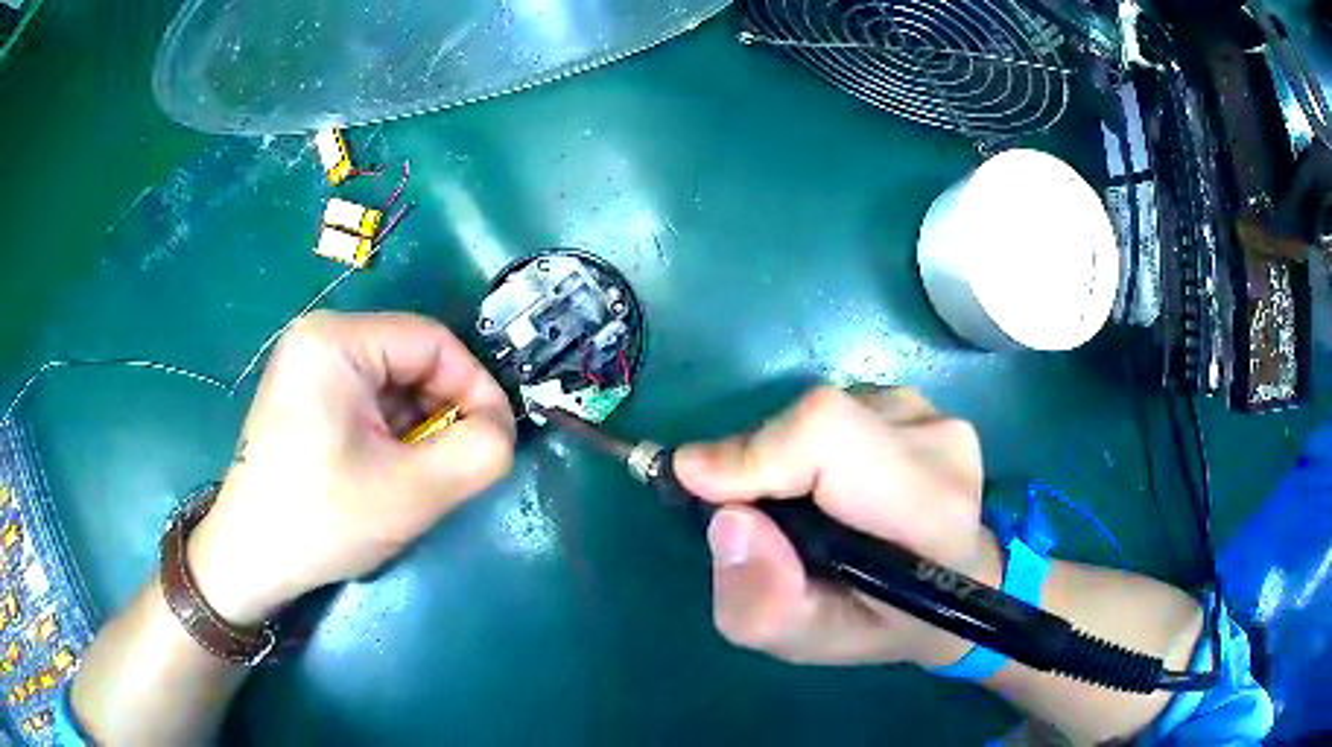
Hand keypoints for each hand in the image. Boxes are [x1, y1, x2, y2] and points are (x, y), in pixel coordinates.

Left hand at [187, 312, 516, 625]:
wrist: (250, 559)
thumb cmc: (322, 519)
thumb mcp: (413, 492)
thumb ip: (480, 452)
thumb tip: (501, 430)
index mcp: (337, 340)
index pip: (434, 343)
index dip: (476, 390)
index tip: (494, 443)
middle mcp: (320, 337)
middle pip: (412, 360)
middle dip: (445, 414)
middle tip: (455, 469)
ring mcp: (307, 365)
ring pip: (393, 383)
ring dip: (420, 428)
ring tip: (419, 477)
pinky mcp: (304, 394)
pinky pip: (368, 400)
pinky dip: (392, 433)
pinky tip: (387, 472)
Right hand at [674, 386, 999, 668]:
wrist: (960, 582)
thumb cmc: (889, 623)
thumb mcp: (813, 642)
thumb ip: (763, 603)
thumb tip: (729, 519)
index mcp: (930, 511)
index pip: (830, 438)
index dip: (756, 452)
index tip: (698, 482)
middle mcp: (940, 445)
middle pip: (818, 420)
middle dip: (758, 461)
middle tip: (747, 515)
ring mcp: (932, 415)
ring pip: (822, 414)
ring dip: (786, 458)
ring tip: (802, 510)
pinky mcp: (918, 402)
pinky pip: (838, 411)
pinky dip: (810, 447)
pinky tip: (832, 486)